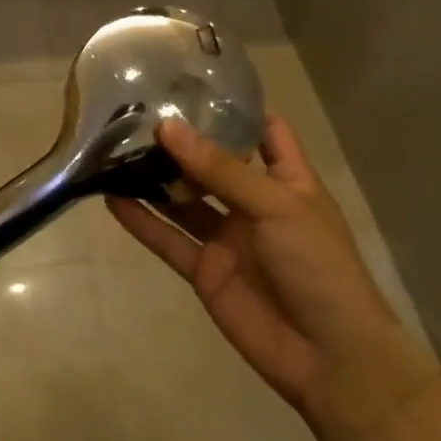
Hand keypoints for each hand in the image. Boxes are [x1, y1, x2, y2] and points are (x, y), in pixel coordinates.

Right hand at [106, 116, 437, 431]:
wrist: (329, 357)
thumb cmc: (319, 267)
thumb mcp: (277, 206)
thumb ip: (220, 169)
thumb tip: (168, 127)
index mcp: (287, 181)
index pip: (265, 131)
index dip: (235, 107)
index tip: (194, 83)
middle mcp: (254, 203)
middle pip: (212, 162)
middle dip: (180, 141)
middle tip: (135, 113)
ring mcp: (227, 238)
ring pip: (183, 199)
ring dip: (154, 178)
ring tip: (115, 149)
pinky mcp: (205, 270)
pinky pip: (168, 239)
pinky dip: (141, 221)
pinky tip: (111, 199)